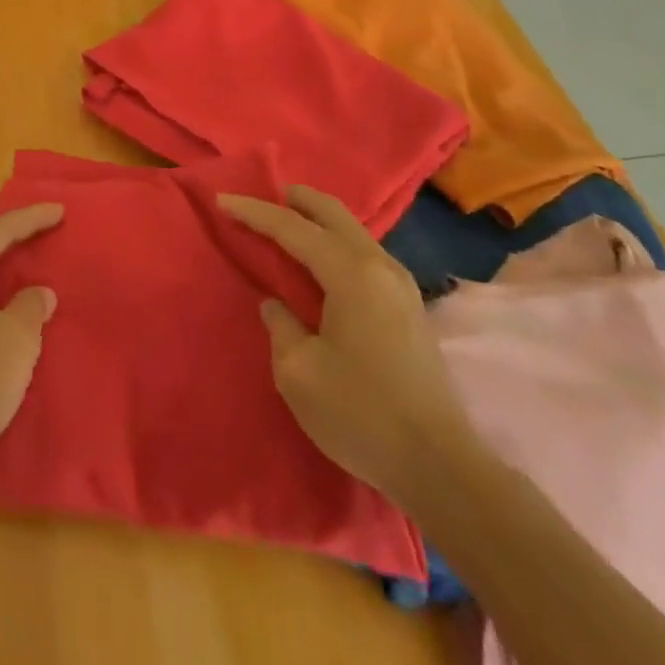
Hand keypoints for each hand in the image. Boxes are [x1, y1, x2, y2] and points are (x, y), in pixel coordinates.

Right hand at [217, 186, 473, 503]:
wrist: (442, 469)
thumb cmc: (361, 414)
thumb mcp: (298, 372)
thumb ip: (281, 326)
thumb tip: (277, 306)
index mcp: (350, 273)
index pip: (292, 229)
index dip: (254, 212)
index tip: (222, 201)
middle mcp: (379, 267)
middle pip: (333, 214)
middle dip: (296, 199)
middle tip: (265, 195)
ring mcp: (401, 286)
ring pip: (354, 232)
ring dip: (320, 221)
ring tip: (289, 224)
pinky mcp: (411, 309)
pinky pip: (366, 254)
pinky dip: (338, 243)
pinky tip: (324, 260)